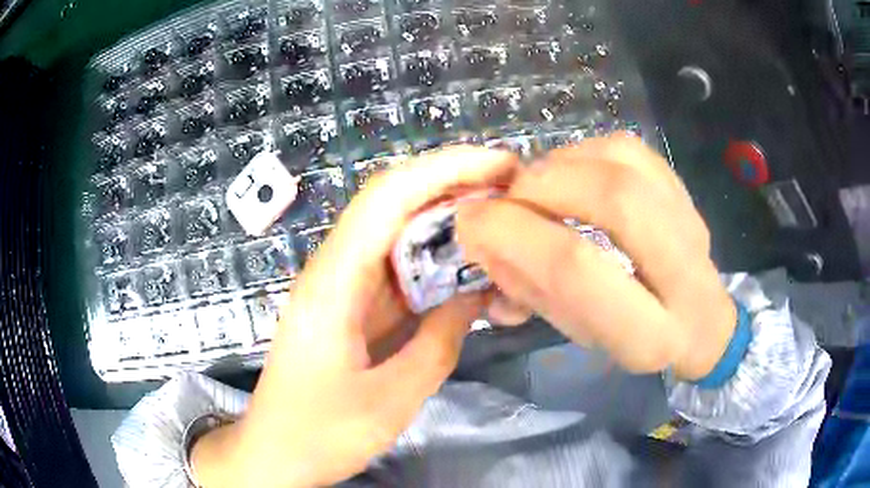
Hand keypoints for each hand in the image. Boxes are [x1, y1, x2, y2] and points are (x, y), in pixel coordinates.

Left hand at [190, 147, 517, 487]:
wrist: (273, 454)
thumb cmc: (319, 435)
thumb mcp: (389, 401)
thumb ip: (438, 344)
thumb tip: (474, 294)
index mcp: (333, 283)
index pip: (387, 197)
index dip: (445, 169)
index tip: (500, 164)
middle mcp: (333, 271)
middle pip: (393, 203)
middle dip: (454, 185)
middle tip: (513, 190)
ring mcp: (341, 287)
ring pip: (397, 234)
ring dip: (448, 221)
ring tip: (503, 220)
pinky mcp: (349, 306)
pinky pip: (397, 269)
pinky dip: (435, 261)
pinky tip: (470, 267)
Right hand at [456, 134, 735, 380]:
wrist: (701, 321)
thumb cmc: (634, 339)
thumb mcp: (580, 334)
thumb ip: (531, 289)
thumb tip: (482, 236)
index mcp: (649, 335)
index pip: (577, 269)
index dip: (514, 234)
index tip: (473, 223)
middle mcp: (684, 276)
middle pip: (613, 199)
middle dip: (543, 187)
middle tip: (508, 197)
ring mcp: (692, 224)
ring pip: (624, 164)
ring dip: (561, 164)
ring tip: (536, 186)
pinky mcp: (685, 193)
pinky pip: (631, 149)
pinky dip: (585, 151)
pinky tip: (571, 171)